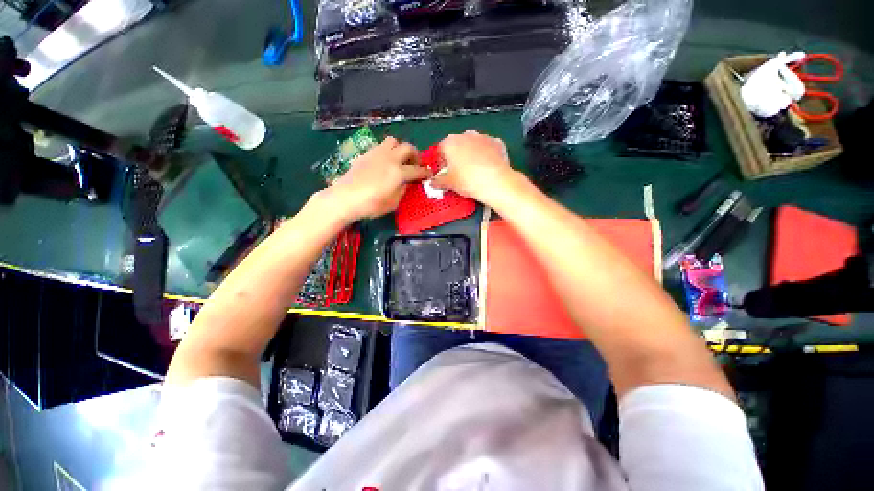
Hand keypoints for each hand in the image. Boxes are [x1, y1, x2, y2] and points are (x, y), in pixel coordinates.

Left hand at [324, 136, 430, 220]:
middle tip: (415, 164)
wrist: (345, 198)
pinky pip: (381, 146)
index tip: (429, 174)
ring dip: (400, 149)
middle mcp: (390, 158)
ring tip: (399, 160)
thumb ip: (403, 190)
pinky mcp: (366, 154)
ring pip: (393, 141)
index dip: (425, 172)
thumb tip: (406, 182)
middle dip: (415, 155)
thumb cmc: (371, 205)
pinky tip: (384, 162)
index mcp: (399, 172)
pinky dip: (387, 151)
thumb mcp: (393, 203)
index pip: (417, 170)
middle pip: (408, 147)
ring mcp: (377, 154)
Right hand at [431, 131, 519, 205]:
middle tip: (458, 173)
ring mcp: (483, 137)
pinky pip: (488, 148)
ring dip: (471, 154)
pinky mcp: (498, 142)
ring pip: (473, 145)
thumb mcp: (449, 184)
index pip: (440, 150)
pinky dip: (486, 155)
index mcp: (450, 142)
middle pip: (457, 145)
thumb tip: (433, 182)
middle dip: (456, 157)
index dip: (440, 162)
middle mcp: (465, 135)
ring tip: (474, 171)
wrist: (495, 182)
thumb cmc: (467, 181)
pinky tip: (487, 167)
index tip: (443, 173)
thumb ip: (438, 181)